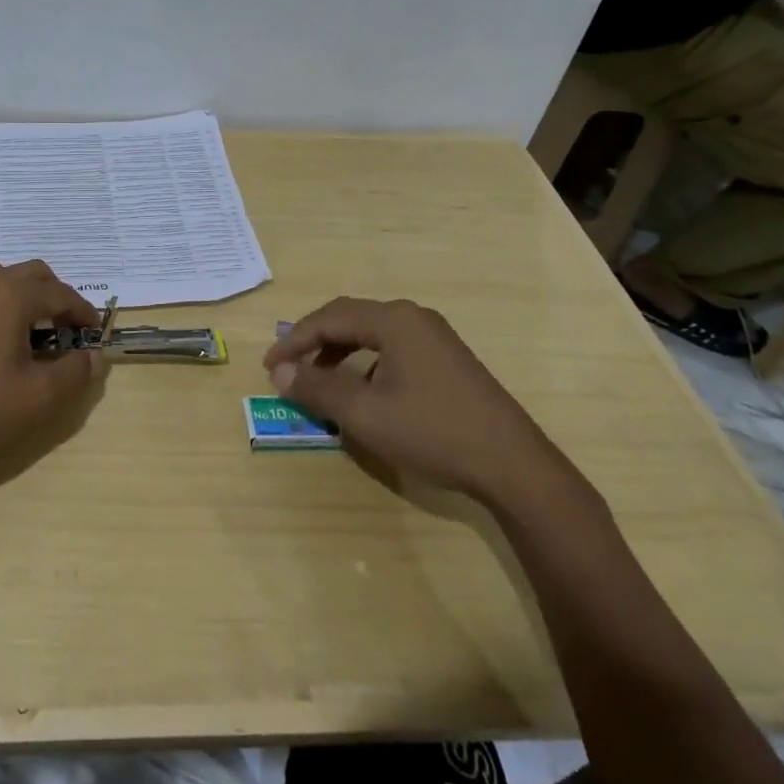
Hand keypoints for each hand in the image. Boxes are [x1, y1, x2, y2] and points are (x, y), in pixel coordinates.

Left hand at [0, 260, 108, 468]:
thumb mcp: (39, 397)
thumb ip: (75, 371)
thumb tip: (93, 355)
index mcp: (10, 294)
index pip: (61, 294)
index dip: (84, 313)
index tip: (96, 335)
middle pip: (31, 275)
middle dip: (55, 297)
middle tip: (68, 331)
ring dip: (23, 299)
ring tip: (33, 336)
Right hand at [262, 297, 564, 504]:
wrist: (513, 465)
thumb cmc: (432, 432)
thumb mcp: (365, 414)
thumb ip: (318, 388)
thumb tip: (280, 372)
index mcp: (393, 321)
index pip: (328, 319)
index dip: (294, 341)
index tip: (270, 366)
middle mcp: (414, 318)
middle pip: (350, 318)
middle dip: (314, 342)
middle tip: (289, 367)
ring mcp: (435, 337)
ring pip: (372, 333)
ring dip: (339, 352)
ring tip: (320, 380)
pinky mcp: (448, 359)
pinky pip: (393, 348)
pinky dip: (366, 362)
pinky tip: (364, 392)